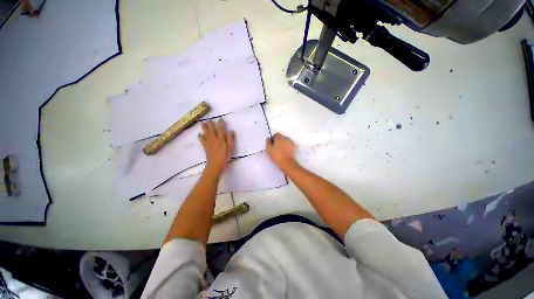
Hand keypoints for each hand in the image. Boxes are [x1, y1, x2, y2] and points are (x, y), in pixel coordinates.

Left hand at [198, 119, 233, 175]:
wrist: (215, 164)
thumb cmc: (225, 156)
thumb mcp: (230, 148)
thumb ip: (230, 139)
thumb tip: (230, 130)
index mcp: (221, 139)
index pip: (221, 129)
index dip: (220, 123)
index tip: (220, 118)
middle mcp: (214, 139)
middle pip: (212, 129)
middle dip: (210, 123)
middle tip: (208, 118)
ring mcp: (209, 142)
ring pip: (206, 133)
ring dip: (204, 127)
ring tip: (202, 123)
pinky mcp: (205, 146)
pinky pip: (202, 140)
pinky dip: (200, 137)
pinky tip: (199, 134)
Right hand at [266, 133, 296, 168]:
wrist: (287, 162)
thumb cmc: (276, 155)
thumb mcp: (269, 149)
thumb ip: (268, 142)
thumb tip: (269, 138)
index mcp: (280, 137)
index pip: (276, 134)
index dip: (273, 138)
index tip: (271, 144)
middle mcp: (286, 138)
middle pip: (281, 137)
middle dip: (278, 141)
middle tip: (275, 147)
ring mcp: (291, 142)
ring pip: (286, 141)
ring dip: (283, 143)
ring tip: (280, 150)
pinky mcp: (294, 147)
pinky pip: (289, 144)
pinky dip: (287, 146)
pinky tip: (285, 152)